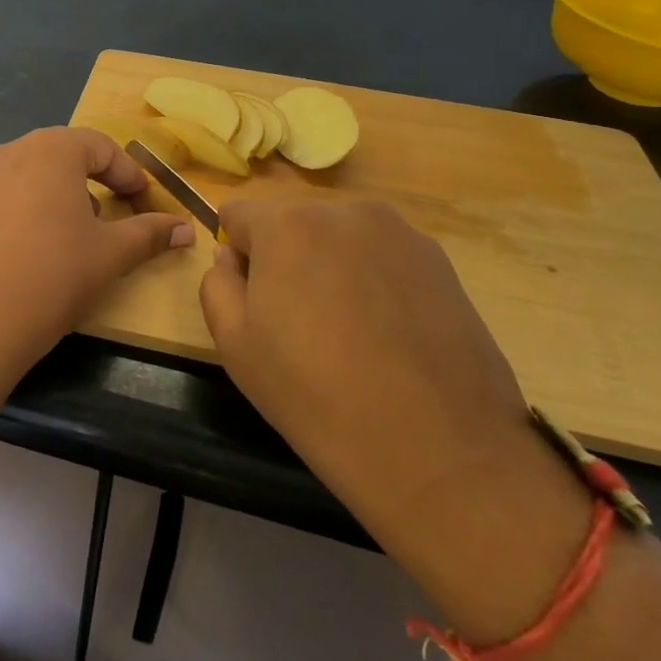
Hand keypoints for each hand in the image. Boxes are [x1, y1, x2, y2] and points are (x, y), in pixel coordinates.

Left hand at [0, 127, 193, 372]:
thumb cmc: (55, 275)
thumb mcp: (111, 253)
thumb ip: (150, 233)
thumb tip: (187, 229)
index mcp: (50, 150)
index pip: (100, 145)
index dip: (128, 172)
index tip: (144, 199)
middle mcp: (11, 152)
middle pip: (63, 154)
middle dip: (94, 180)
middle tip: (115, 211)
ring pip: (33, 174)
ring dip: (62, 193)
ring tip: (78, 232)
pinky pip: (7, 196)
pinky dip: (31, 209)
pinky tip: (39, 248)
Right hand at [199, 199, 589, 633]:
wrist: (437, 448)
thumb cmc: (314, 394)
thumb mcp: (234, 345)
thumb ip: (217, 285)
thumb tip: (234, 259)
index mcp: (288, 224)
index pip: (238, 213)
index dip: (235, 252)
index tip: (249, 297)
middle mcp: (346, 211)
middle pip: (293, 222)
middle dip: (284, 258)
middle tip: (296, 322)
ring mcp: (402, 234)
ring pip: (340, 239)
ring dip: (330, 267)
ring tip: (347, 332)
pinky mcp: (442, 263)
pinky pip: (383, 258)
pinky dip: (373, 282)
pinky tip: (386, 337)